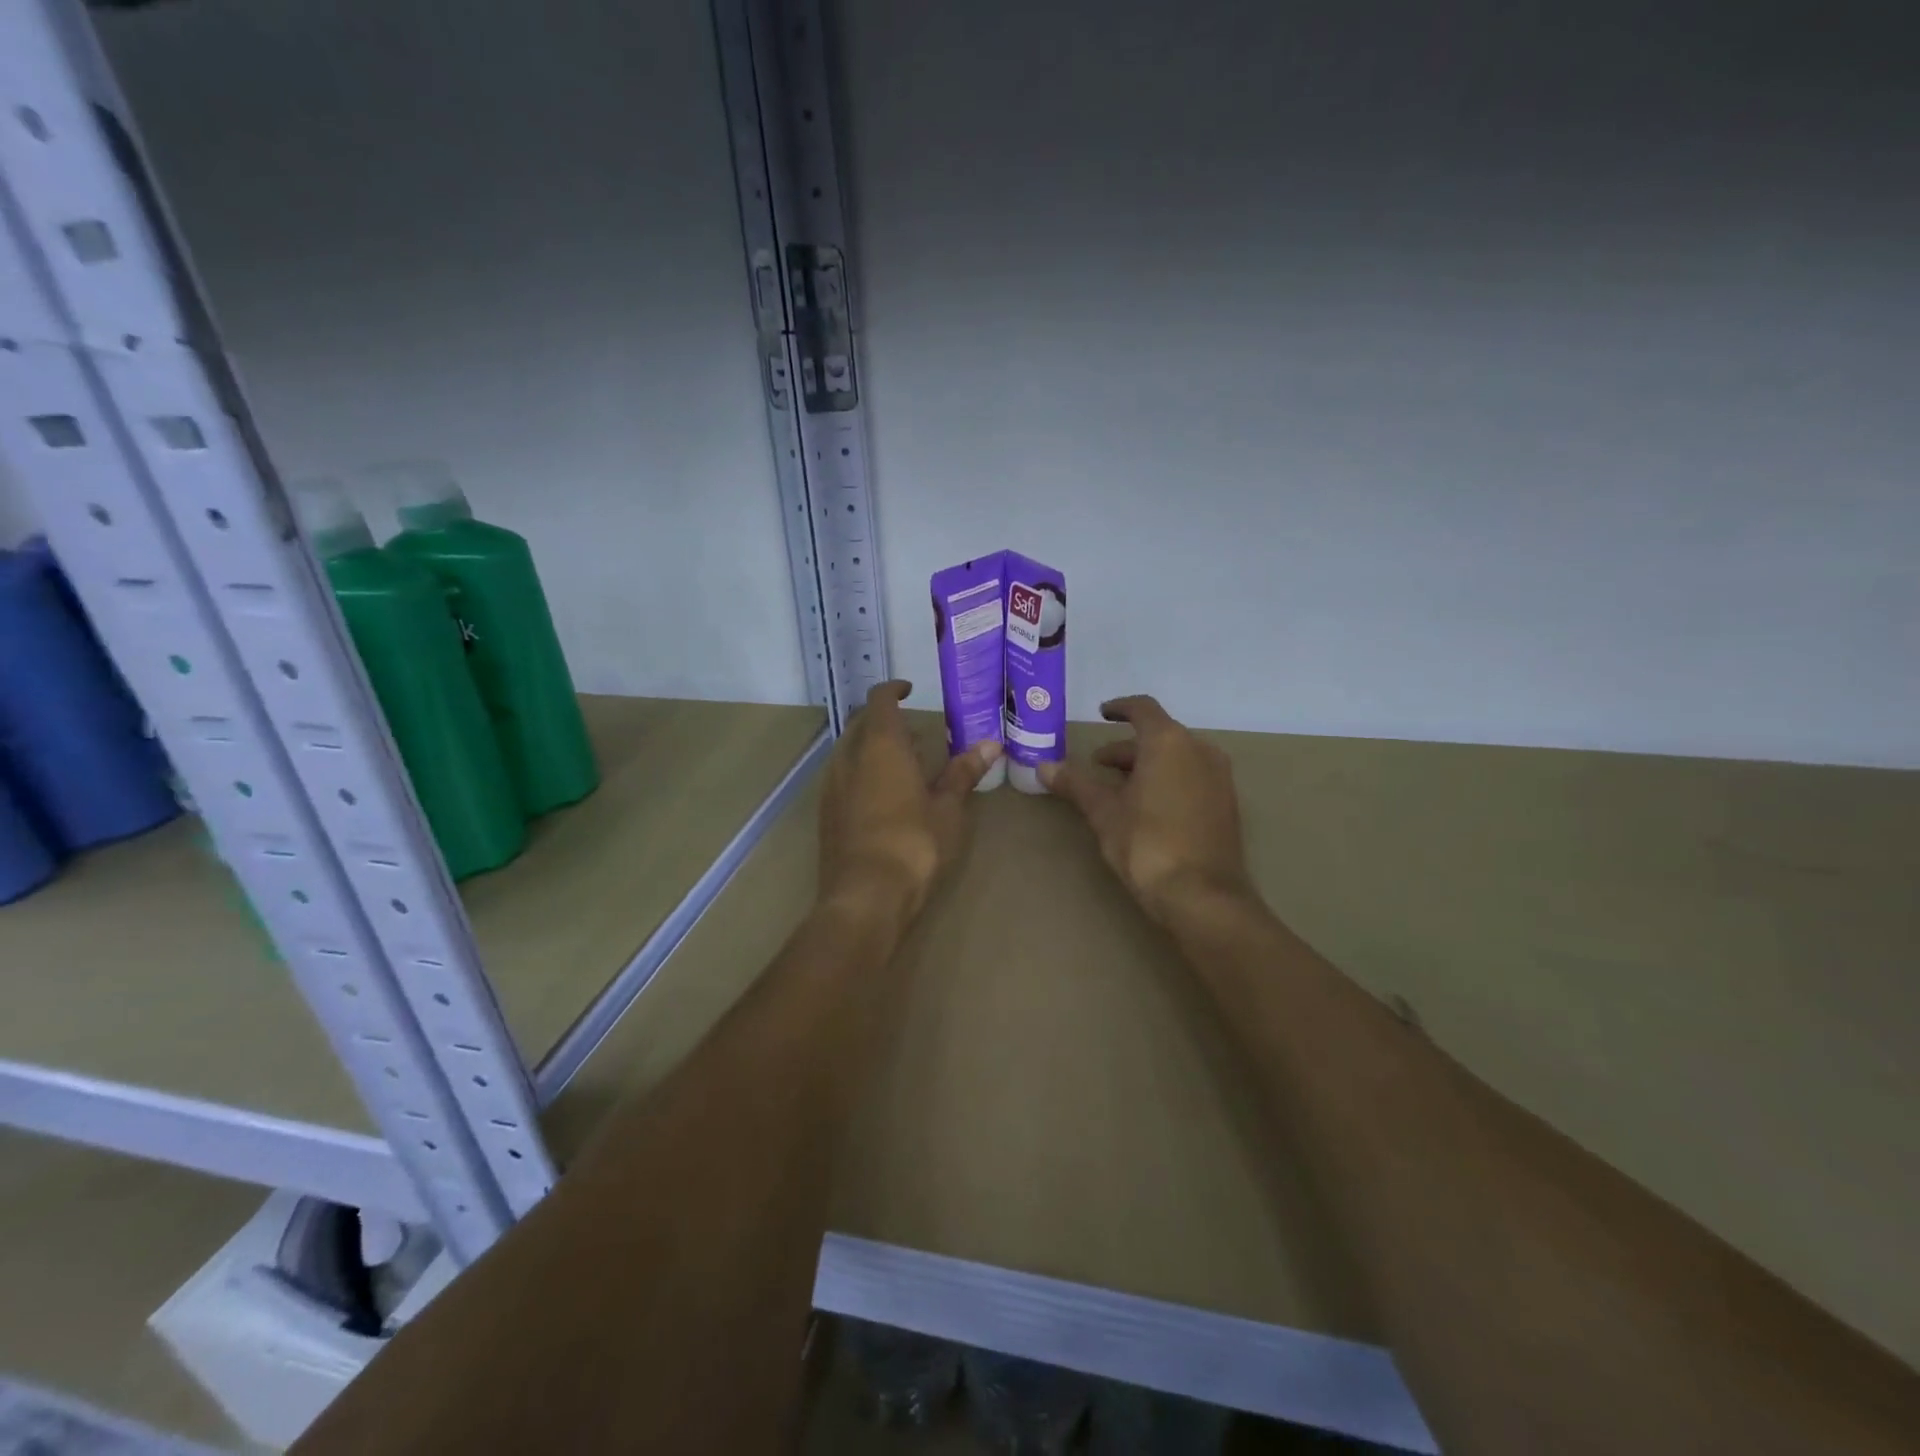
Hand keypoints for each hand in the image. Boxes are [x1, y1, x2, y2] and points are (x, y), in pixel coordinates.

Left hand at [817, 681, 1001, 923]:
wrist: (865, 897)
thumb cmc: (914, 844)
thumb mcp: (948, 808)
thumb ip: (963, 772)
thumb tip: (991, 744)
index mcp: (880, 746)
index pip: (880, 700)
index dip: (893, 690)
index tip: (910, 690)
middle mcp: (849, 758)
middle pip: (862, 724)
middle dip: (886, 722)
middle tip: (917, 736)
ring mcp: (832, 786)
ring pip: (850, 752)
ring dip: (873, 749)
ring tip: (904, 767)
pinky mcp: (826, 813)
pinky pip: (844, 778)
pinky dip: (863, 773)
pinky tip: (884, 798)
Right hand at [1040, 695, 1251, 924]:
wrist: (1203, 896)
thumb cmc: (1147, 844)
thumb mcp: (1104, 813)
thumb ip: (1076, 784)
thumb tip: (1044, 766)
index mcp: (1169, 742)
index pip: (1142, 709)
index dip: (1120, 708)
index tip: (1103, 713)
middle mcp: (1200, 750)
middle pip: (1160, 735)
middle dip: (1127, 747)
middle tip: (1099, 766)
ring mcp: (1219, 777)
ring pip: (1177, 757)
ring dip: (1148, 765)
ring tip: (1120, 789)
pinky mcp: (1227, 804)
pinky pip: (1193, 777)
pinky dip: (1169, 780)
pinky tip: (1149, 807)